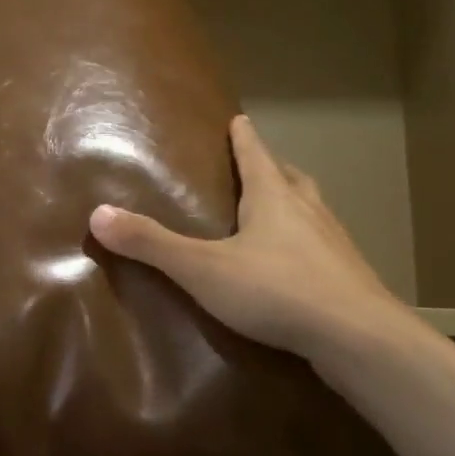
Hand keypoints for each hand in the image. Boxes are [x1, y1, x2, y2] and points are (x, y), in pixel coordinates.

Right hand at [89, 114, 414, 364]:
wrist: (357, 336)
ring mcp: (335, 244)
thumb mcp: (201, 268)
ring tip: (279, 211)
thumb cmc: (275, 290)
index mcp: (273, 198)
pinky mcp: (349, 277)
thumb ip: (151, 244)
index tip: (239, 118)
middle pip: (290, 178)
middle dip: (272, 168)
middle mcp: (308, 211)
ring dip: (294, 204)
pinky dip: (309, 245)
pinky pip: (324, 248)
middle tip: (258, 165)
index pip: (255, 155)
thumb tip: (97, 214)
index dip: (244, 137)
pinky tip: (298, 267)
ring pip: (313, 211)